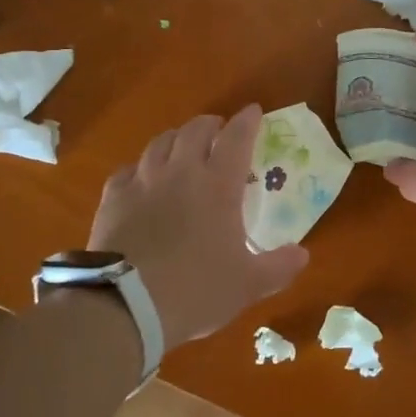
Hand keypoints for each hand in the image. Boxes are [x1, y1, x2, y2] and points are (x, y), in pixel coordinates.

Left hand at [89, 105, 308, 350]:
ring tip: (181, 146)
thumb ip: (278, 267)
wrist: (126, 305)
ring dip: (176, 138)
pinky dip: (141, 168)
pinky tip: (141, 178)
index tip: (253, 112)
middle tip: (218, 130)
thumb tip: (302, 255)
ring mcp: (143, 182)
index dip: (247, 121)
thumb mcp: (247, 285)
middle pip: (195, 130)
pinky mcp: (113, 198)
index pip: (236, 138)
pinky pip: (128, 170)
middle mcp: (181, 172)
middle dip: (210, 124)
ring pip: (160, 142)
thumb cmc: (196, 290)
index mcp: (218, 186)